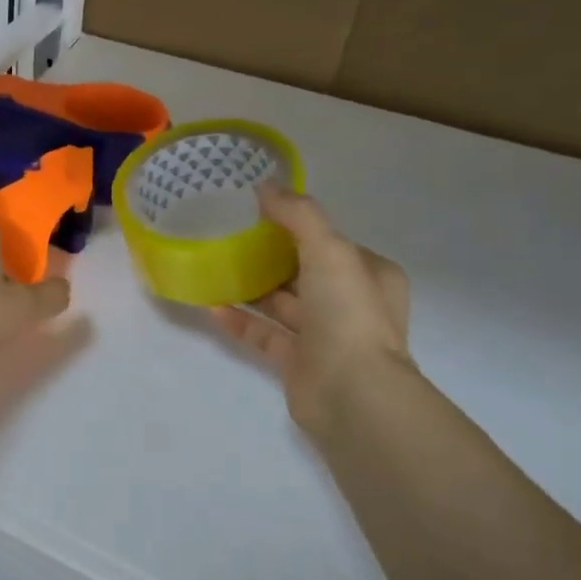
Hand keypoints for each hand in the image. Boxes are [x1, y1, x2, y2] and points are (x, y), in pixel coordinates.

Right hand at [212, 186, 412, 436]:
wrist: (351, 393)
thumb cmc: (347, 313)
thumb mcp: (328, 249)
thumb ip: (297, 214)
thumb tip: (263, 186)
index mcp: (370, 274)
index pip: (332, 243)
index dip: (299, 226)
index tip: (259, 214)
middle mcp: (350, 304)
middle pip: (304, 272)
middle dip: (270, 257)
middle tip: (230, 238)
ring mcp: (324, 337)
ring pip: (282, 304)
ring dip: (251, 288)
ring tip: (214, 268)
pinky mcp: (298, 363)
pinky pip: (263, 334)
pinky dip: (240, 320)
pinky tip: (211, 306)